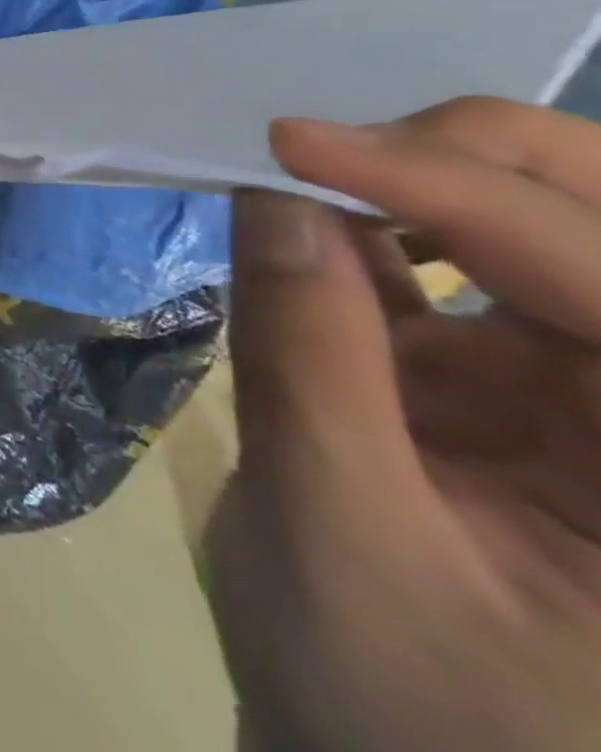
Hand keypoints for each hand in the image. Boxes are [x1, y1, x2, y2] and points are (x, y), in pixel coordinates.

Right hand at [207, 98, 600, 751]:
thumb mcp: (339, 534)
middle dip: (486, 160)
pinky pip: (465, 279)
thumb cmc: (397, 709)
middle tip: (332, 141)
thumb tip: (269, 201)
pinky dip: (378, 236)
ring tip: (307, 175)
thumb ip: (306, 359)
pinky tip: (307, 233)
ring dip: (430, 186)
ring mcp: (599, 401)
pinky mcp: (525, 391)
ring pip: (552, 236)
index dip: (453, 193)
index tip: (290, 143)